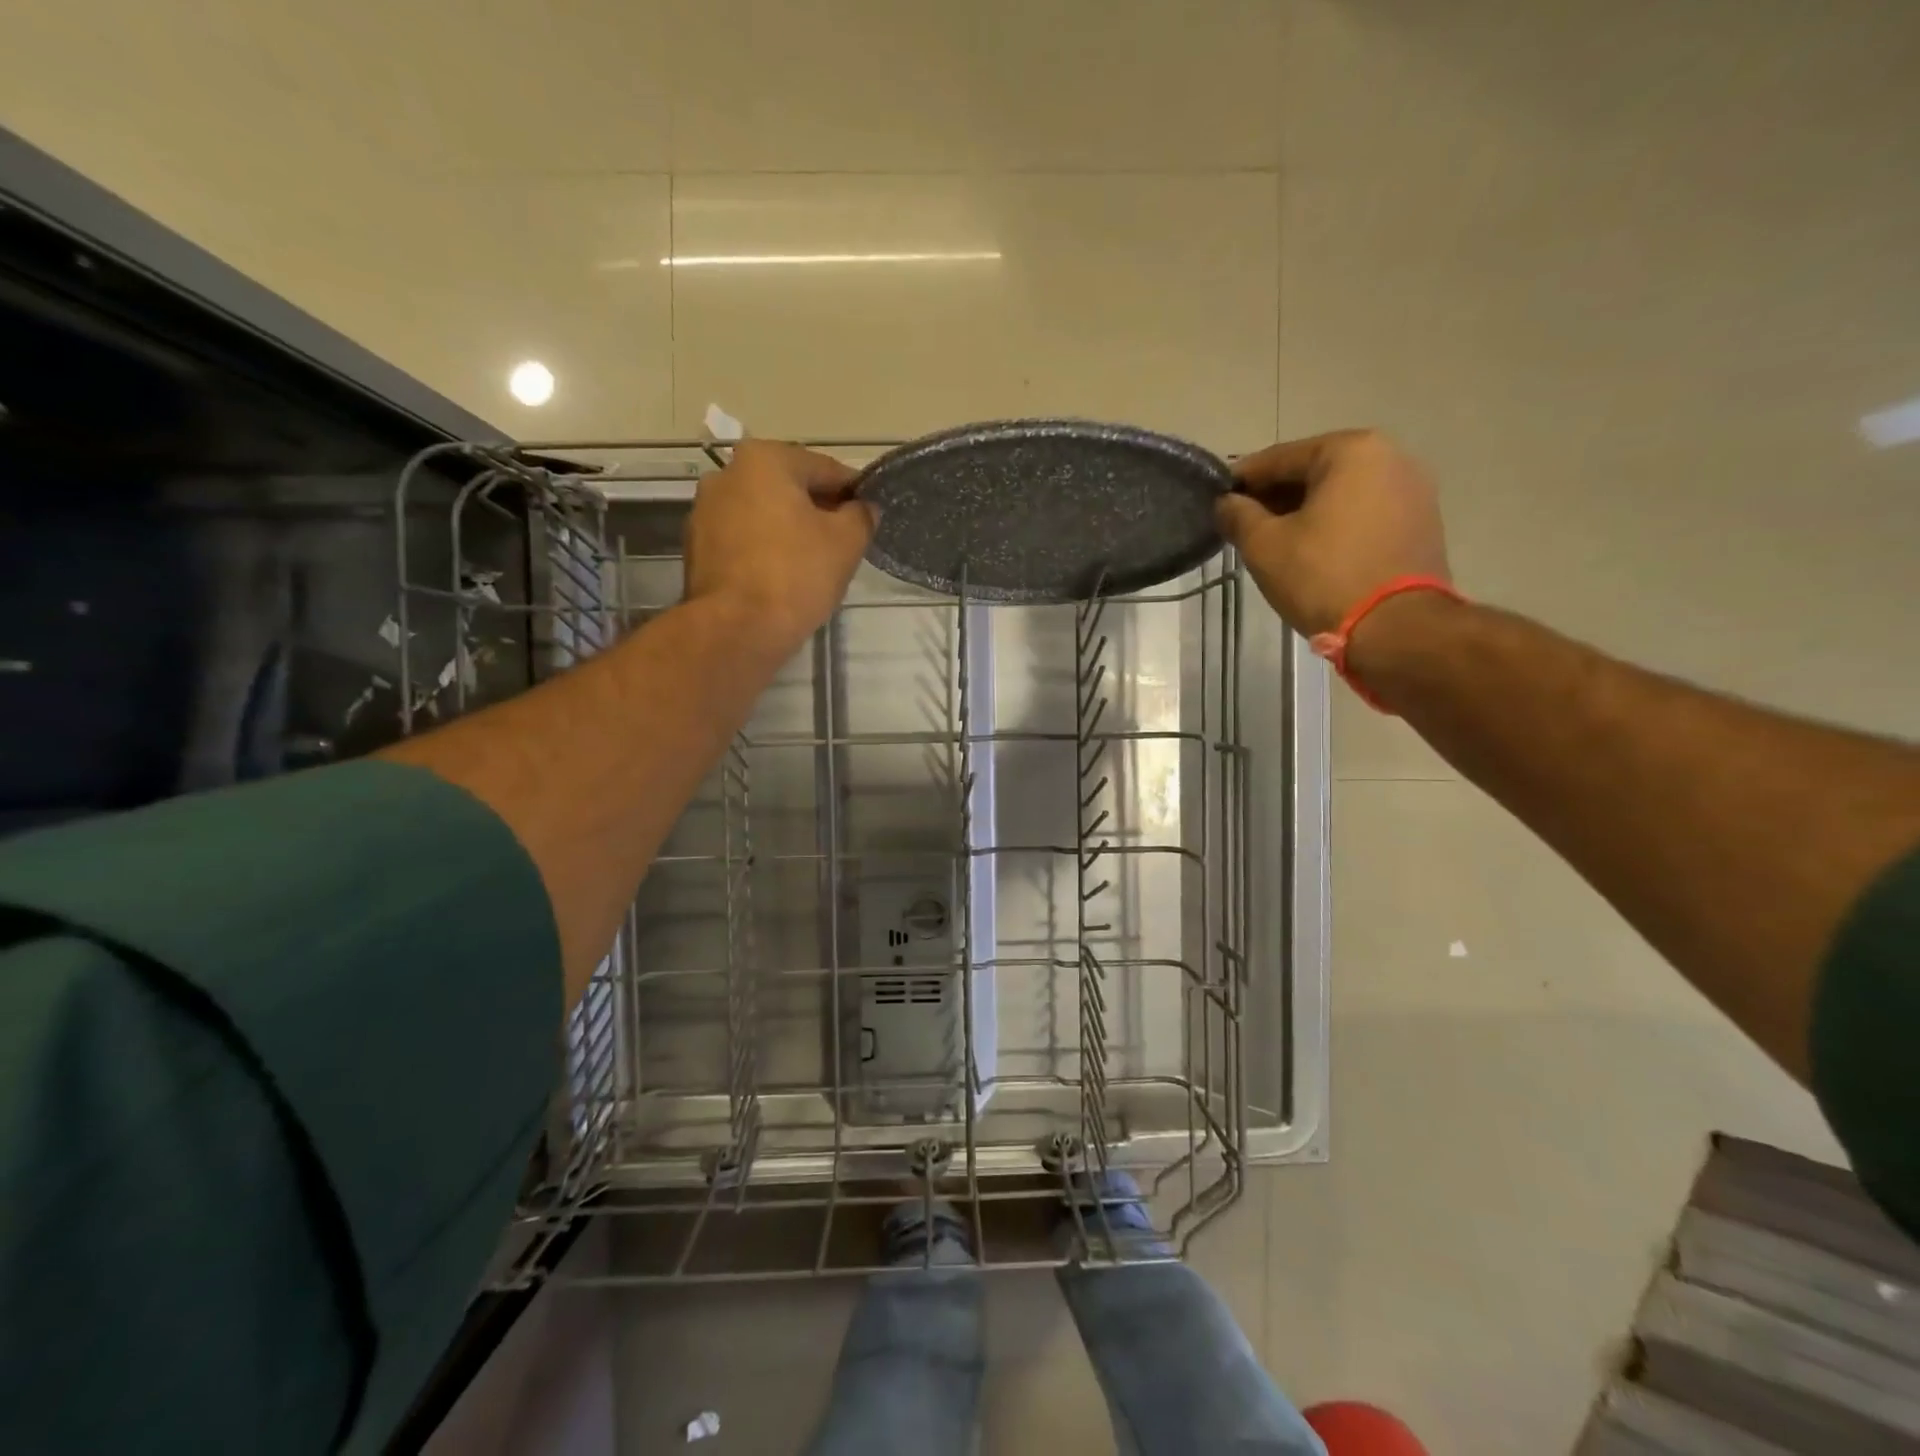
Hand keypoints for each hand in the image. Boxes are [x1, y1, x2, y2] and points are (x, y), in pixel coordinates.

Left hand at [683, 439, 876, 654]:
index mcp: (764, 459)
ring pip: (765, 515)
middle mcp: (726, 474)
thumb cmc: (796, 574)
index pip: (825, 469)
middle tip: (845, 545)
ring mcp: (704, 511)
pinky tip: (784, 579)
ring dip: (791, 531)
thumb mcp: (847, 541)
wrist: (737, 629)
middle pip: (790, 489)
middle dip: (819, 512)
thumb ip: (861, 516)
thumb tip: (862, 508)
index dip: (854, 493)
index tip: (868, 518)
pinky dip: (766, 551)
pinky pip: (744, 540)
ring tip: (815, 565)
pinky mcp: (697, 548)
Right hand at [1215, 429, 1450, 636]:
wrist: (1396, 628)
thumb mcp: (1264, 546)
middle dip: (1275, 497)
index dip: (1241, 481)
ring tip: (1275, 542)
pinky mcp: (1422, 522)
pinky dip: (1334, 525)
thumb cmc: (1323, 577)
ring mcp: (1413, 489)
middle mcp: (1390, 457)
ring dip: (1304, 512)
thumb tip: (1225, 503)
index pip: (1279, 458)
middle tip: (1243, 526)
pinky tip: (1312, 552)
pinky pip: (1363, 512)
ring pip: (1340, 493)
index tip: (1217, 502)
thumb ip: (1238, 515)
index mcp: (1351, 450)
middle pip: (1313, 471)